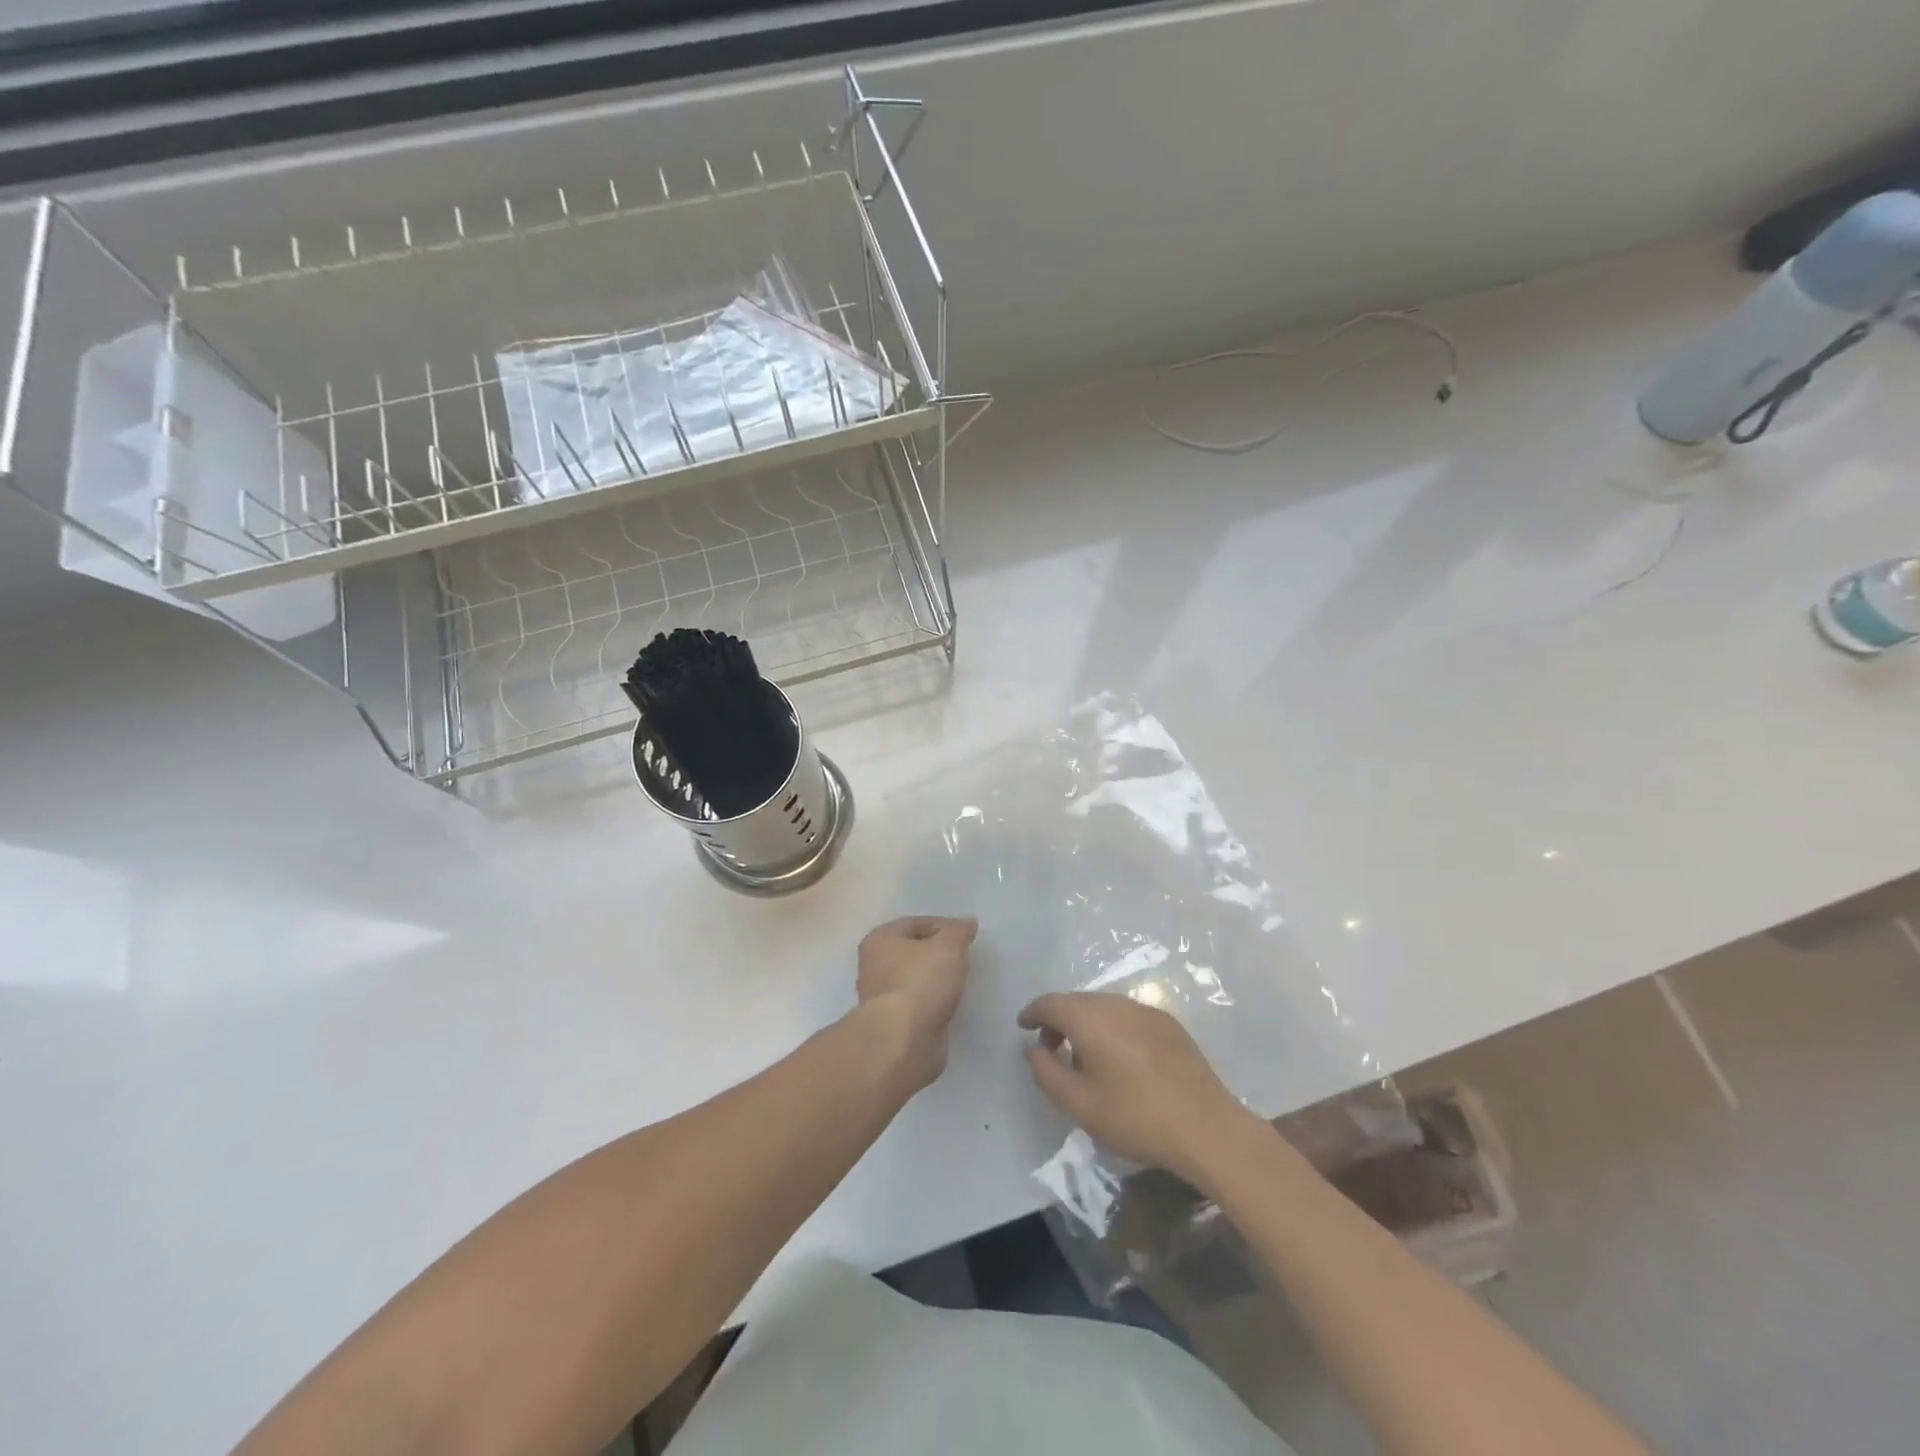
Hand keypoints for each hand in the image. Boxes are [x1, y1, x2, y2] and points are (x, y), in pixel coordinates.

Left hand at [857, 916, 977, 1088]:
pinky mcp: (893, 1025)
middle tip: (964, 958)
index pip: (914, 923)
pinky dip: (933, 1003)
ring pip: (915, 979)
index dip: (942, 925)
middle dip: (938, 953)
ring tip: (960, 982)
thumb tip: (967, 922)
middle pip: (912, 951)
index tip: (966, 936)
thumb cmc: (921, 982)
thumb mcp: (948, 946)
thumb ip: (959, 931)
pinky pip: (918, 1005)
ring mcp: (882, 998)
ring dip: (935, 980)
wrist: (903, 1041)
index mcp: (880, 940)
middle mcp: (874, 966)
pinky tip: (949, 1005)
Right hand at [1018, 991, 1262, 1184]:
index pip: (1051, 1003)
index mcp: (1090, 1018)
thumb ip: (1047, 1072)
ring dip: (1086, 1023)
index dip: (1033, 1013)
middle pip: (1077, 1001)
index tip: (1023, 1026)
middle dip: (1058, 1020)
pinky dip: (1111, 1027)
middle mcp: (1116, 1004)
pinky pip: (1127, 1016)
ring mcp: (1146, 1010)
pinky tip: (1119, 1059)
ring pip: (1103, 1007)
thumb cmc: (1135, 1117)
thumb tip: (1033, 1049)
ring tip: (1084, 1057)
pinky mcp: (1168, 1023)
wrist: (1206, 1127)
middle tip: (1050, 1050)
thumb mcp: (1079, 1104)